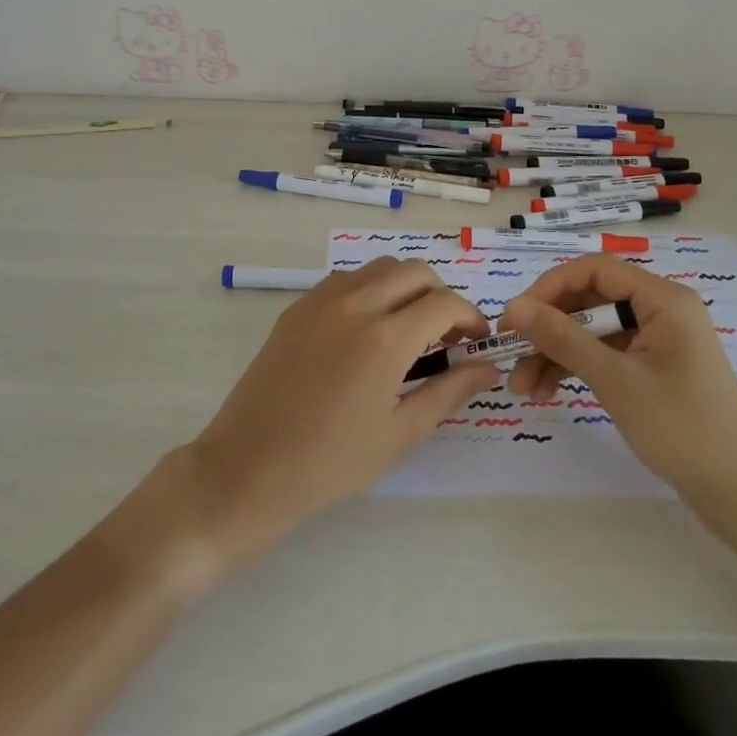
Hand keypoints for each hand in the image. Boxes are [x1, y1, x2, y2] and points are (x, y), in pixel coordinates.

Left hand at [182, 258, 499, 565]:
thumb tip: (488, 367)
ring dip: (405, 286)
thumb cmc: (331, 463)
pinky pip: (346, 279)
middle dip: (441, 295)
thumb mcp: (400, 433)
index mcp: (385, 339)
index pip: (445, 302)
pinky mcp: (298, 307)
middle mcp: (356, 304)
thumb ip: (450, 391)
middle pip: (415, 271)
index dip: (470, 317)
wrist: (248, 468)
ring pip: (379, 267)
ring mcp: (321, 300)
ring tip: (408, 328)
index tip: (476, 341)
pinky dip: (370, 289)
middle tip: (446, 334)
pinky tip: (367, 328)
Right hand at [502, 258, 736, 526]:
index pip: (594, 269)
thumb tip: (513, 307)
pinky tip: (547, 392)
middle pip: (590, 299)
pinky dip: (576, 368)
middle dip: (548, 328)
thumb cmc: (683, 428)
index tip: (516, 318)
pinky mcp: (652, 367)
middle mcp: (660, 309)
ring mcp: (657, 340)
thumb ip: (562, 338)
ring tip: (522, 388)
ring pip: (592, 330)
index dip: (550, 287)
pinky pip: (605, 353)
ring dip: (556, 353)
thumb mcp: (616, 380)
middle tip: (511, 355)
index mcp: (663, 298)